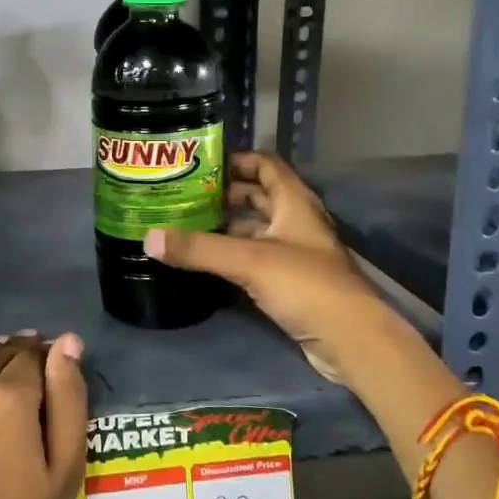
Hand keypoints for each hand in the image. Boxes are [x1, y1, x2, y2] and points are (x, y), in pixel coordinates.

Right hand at [143, 151, 394, 386]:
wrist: (350, 339)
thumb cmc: (306, 284)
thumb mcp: (248, 260)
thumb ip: (199, 249)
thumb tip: (148, 238)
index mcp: (294, 202)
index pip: (265, 165)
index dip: (236, 159)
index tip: (199, 164)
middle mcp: (296, 222)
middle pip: (257, 196)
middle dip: (223, 195)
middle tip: (183, 197)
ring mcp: (294, 253)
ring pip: (255, 229)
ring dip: (226, 227)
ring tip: (185, 226)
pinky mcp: (290, 282)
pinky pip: (255, 258)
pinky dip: (232, 255)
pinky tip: (205, 261)